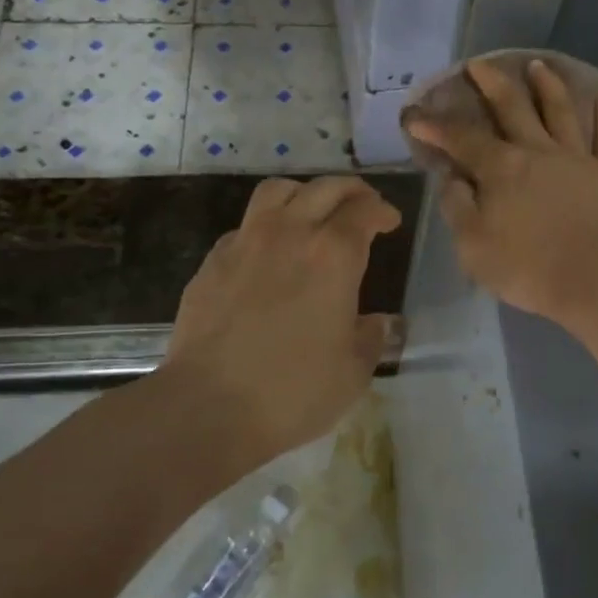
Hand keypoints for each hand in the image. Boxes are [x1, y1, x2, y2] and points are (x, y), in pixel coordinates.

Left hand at [166, 176, 400, 464]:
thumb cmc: (293, 392)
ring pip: (277, 191)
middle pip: (325, 188)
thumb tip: (377, 323)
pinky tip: (268, 253)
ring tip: (312, 211)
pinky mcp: (212, 262)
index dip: (382, 211)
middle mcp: (290, 234)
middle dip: (351, 190)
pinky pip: (244, 226)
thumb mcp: (353, 372)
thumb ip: (370, 338)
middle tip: (362, 205)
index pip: (364, 211)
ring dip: (304, 193)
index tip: (390, 222)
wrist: (207, 408)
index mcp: (333, 255)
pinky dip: (265, 227)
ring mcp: (245, 243)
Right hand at [405, 58, 597, 326]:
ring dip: (548, 85)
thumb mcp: (472, 245)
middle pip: (512, 107)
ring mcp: (577, 158)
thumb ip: (457, 206)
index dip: (435, 125)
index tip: (415, 115)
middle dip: (492, 83)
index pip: (461, 138)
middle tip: (478, 64)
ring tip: (537, 65)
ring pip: (561, 111)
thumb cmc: (526, 267)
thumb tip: (451, 177)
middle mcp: (538, 150)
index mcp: (501, 167)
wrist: (593, 281)